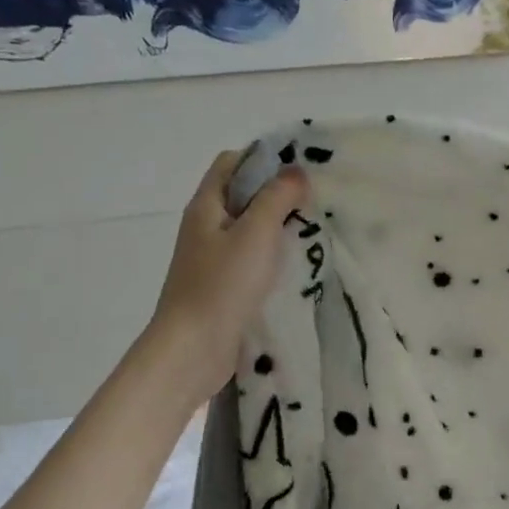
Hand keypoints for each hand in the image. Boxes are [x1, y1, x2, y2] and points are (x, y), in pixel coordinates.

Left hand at [151, 151, 308, 394]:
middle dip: (278, 192)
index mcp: (206, 206)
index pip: (232, 162)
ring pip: (250, 228)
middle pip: (242, 195)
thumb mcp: (255, 234)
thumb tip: (295, 172)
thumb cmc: (221, 286)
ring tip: (314, 228)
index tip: (301, 167)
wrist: (192, 350)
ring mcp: (213, 258)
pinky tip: (298, 263)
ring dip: (279, 225)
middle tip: (316, 198)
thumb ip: (276, 198)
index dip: (264, 158)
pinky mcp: (223, 284)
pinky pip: (252, 257)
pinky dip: (274, 254)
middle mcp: (206, 227)